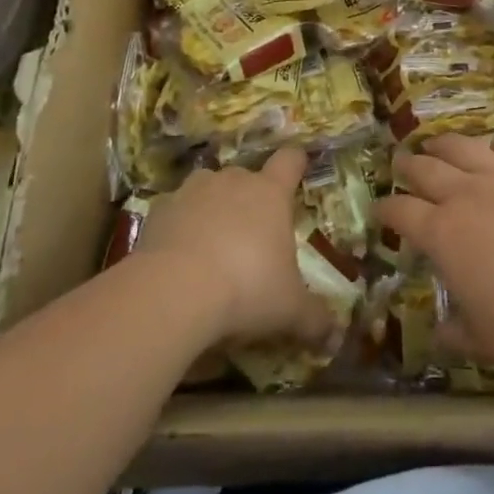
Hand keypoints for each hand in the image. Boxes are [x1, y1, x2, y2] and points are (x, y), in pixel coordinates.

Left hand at [136, 148, 331, 348]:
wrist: (173, 291)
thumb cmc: (246, 288)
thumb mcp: (289, 309)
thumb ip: (314, 317)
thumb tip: (335, 333)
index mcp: (270, 193)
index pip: (290, 160)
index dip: (296, 163)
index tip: (298, 169)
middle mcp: (233, 181)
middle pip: (246, 176)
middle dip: (249, 198)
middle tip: (252, 233)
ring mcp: (192, 191)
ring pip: (208, 188)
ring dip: (212, 207)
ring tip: (212, 243)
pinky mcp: (158, 210)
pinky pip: (175, 212)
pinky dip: (178, 228)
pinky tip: (177, 259)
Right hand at [377, 128, 493, 377]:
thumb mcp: (484, 340)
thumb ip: (456, 333)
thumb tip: (440, 332)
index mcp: (442, 234)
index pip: (401, 212)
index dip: (386, 210)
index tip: (381, 210)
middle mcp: (464, 195)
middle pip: (425, 168)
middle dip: (408, 166)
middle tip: (401, 164)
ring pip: (462, 146)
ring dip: (443, 144)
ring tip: (437, 145)